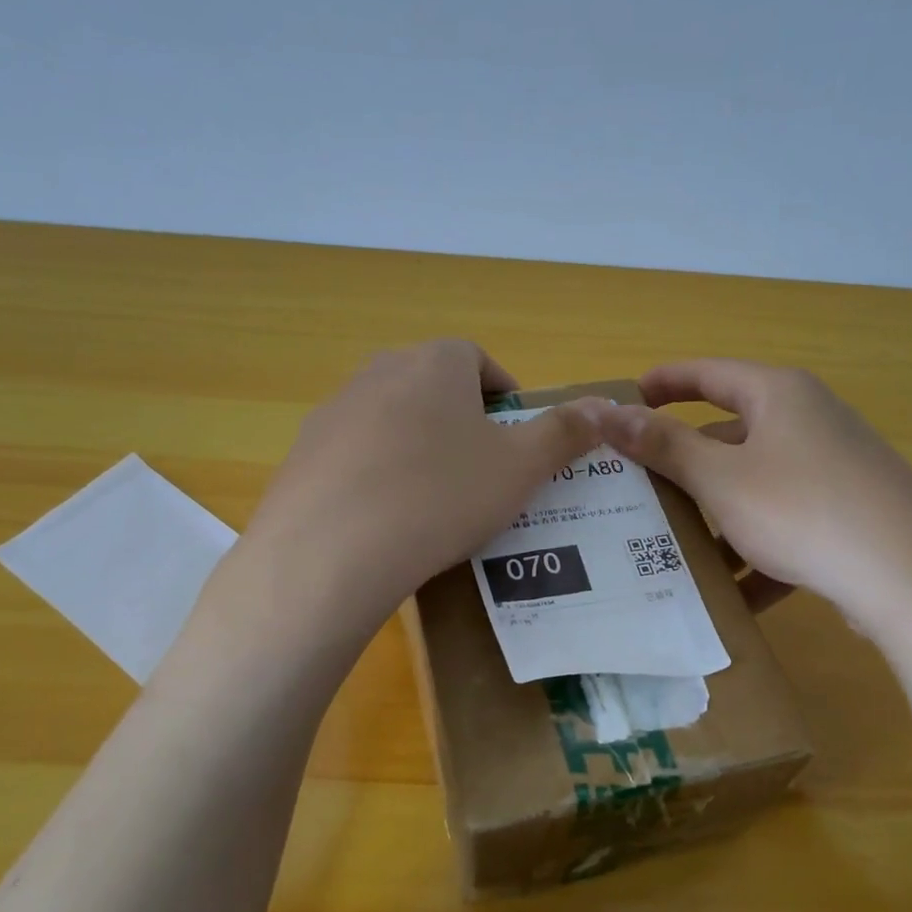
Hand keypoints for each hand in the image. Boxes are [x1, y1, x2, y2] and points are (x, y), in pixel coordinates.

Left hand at [237, 340, 601, 631]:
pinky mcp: (304, 451)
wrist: (331, 550)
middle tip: (482, 472)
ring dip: (419, 446)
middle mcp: (381, 370)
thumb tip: (606, 406)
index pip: (480, 361)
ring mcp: (336, 409)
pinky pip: (356, 453)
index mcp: (437, 362)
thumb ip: (565, 433)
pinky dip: (378, 474)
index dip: (505, 396)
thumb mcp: (520, 468)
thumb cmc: (442, 496)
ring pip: (393, 419)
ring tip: (435, 500)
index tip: (516, 438)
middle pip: (434, 386)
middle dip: (463, 421)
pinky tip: (387, 518)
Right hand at [596, 359, 911, 650]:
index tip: (627, 400)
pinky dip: (759, 553)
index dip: (664, 383)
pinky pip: (788, 524)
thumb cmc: (801, 510)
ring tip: (677, 548)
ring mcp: (836, 468)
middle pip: (732, 435)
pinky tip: (734, 594)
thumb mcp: (720, 479)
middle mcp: (811, 420)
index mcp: (779, 395)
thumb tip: (608, 412)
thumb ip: (664, 445)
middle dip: (686, 466)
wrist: (909, 578)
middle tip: (641, 487)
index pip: (708, 374)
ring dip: (719, 517)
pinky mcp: (850, 514)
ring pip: (758, 486)